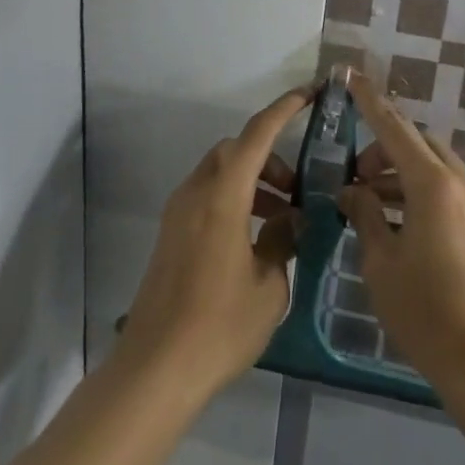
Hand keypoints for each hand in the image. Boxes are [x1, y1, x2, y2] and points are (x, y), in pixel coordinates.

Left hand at [116, 90, 308, 399]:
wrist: (156, 369)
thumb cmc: (219, 326)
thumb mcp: (269, 286)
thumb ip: (282, 241)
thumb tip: (289, 222)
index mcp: (222, 197)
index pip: (256, 135)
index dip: (283, 109)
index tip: (308, 95)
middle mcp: (195, 194)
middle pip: (235, 151)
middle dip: (269, 158)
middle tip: (296, 190)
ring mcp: (178, 214)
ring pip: (219, 173)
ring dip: (252, 182)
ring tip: (281, 220)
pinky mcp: (171, 235)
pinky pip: (206, 197)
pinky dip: (233, 200)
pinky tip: (254, 239)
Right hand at [337, 73, 464, 395]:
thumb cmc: (427, 314)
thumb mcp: (382, 264)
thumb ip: (365, 215)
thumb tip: (352, 191)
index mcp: (434, 185)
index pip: (394, 128)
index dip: (370, 101)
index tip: (350, 76)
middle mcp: (462, 183)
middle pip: (418, 144)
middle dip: (383, 147)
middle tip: (354, 176)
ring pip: (435, 166)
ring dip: (402, 172)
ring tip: (370, 202)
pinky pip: (450, 190)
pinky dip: (421, 191)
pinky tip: (399, 222)